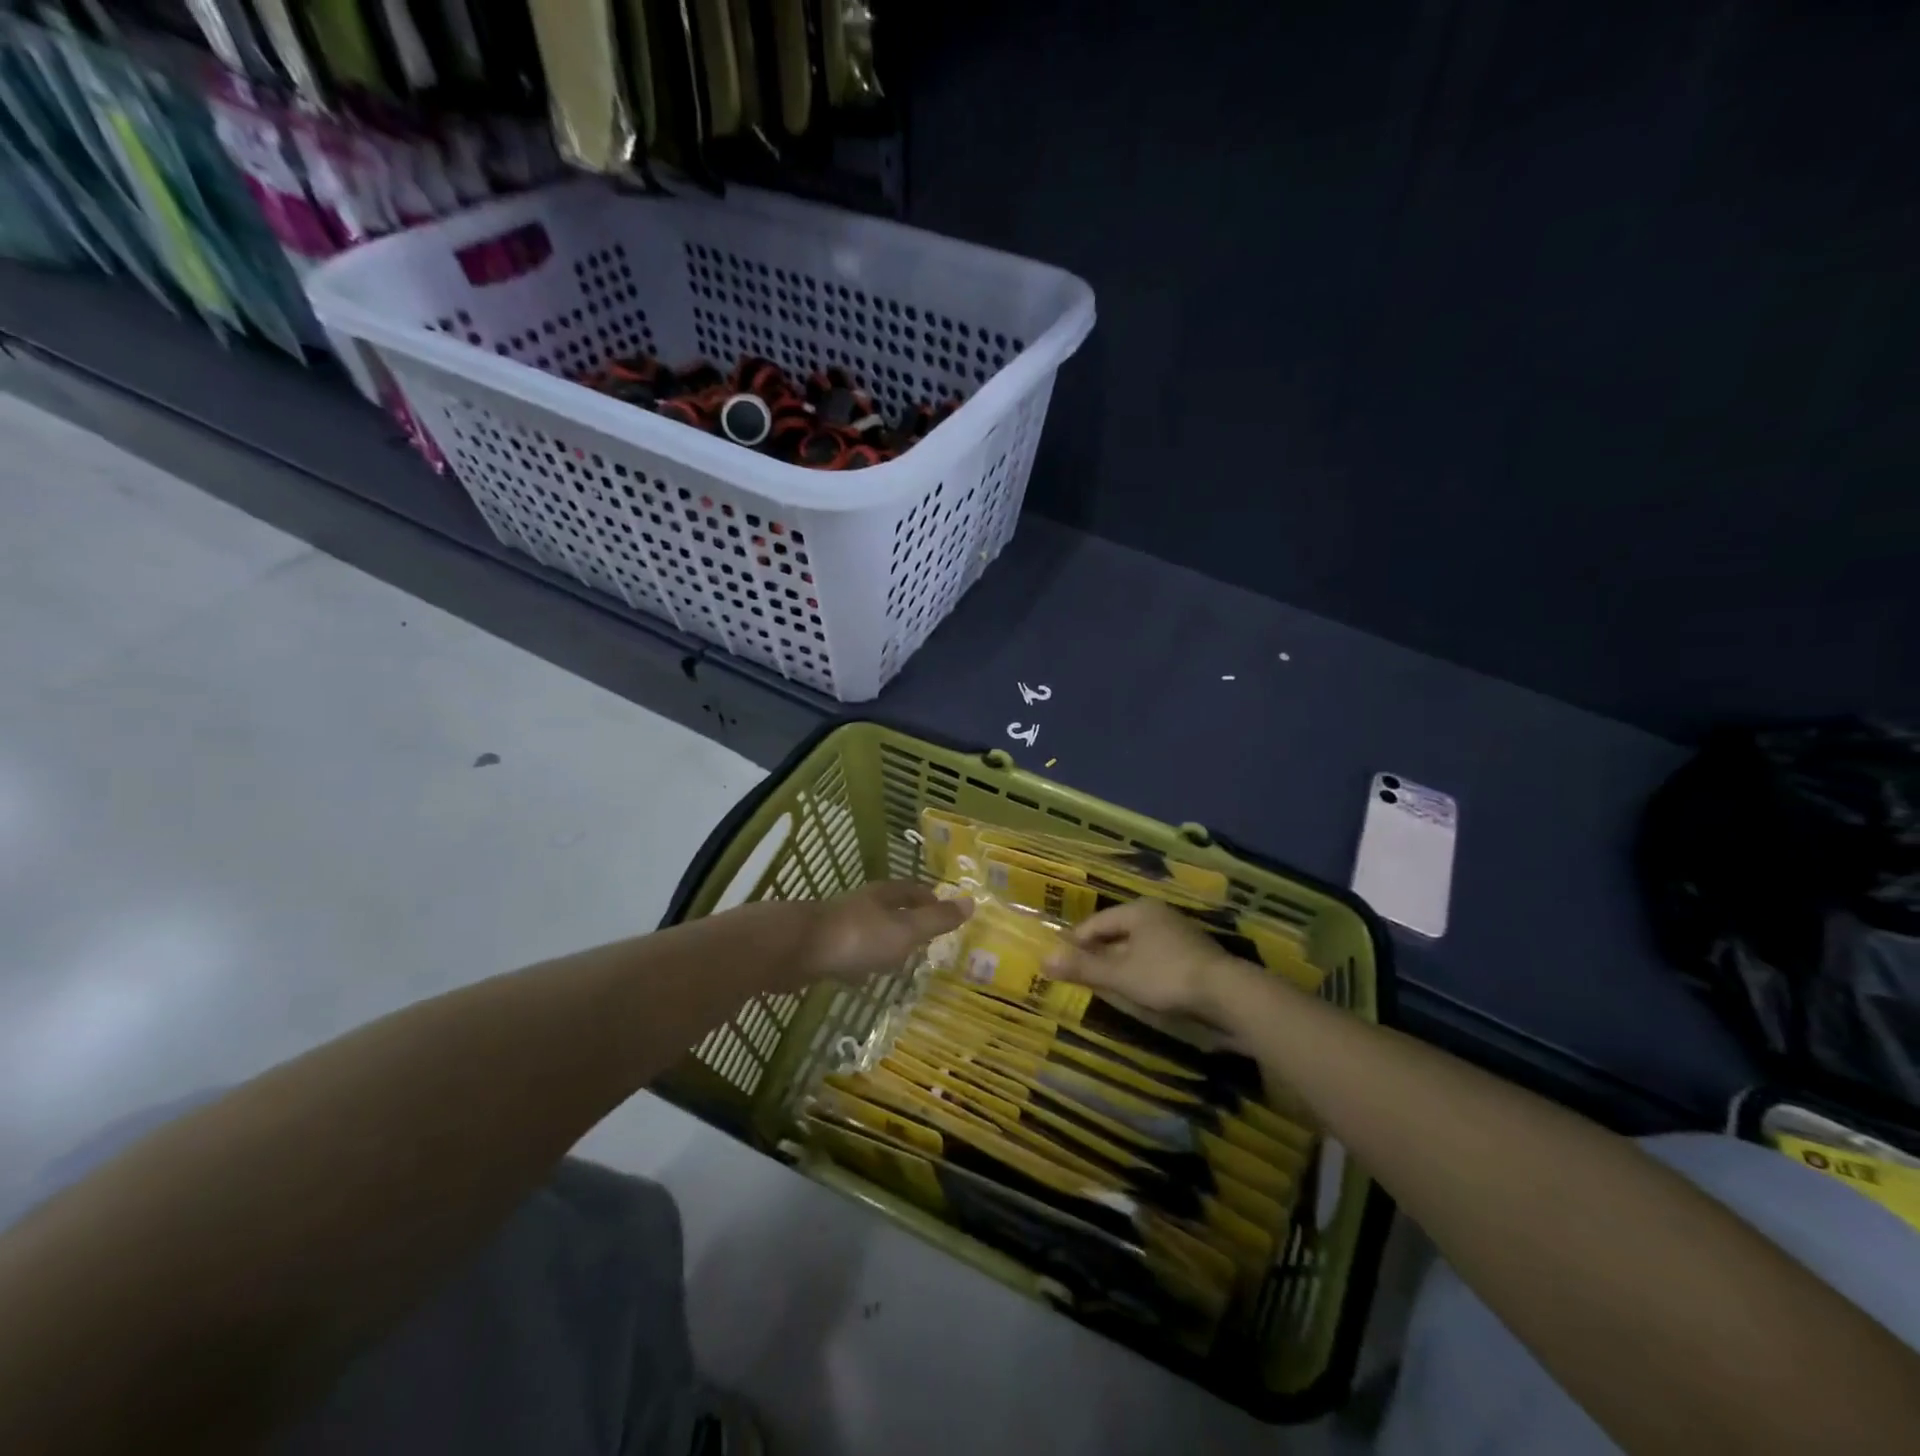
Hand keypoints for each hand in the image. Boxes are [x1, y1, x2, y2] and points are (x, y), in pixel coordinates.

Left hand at [795, 881, 971, 985]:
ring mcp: (838, 925)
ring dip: (883, 942)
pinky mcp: (820, 947)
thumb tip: (971, 901)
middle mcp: (861, 904)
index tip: (945, 911)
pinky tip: (861, 977)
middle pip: (890, 908)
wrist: (795, 949)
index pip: (914, 890)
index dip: (930, 899)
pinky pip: (848, 952)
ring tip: (897, 961)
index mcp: (884, 896)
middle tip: (925, 939)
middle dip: (907, 920)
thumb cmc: (857, 937)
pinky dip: (860, 961)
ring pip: (868, 930)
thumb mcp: (905, 930)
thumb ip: (936, 920)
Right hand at [1045, 899, 1248, 1020]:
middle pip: (1117, 932)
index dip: (1075, 943)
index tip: (1060, 962)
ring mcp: (1179, 933)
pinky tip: (1139, 989)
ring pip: (1137, 946)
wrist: (1228, 994)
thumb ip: (1084, 967)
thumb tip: (1044, 958)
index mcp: (1137, 910)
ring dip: (1120, 963)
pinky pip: (1155, 958)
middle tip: (1079, 974)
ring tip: (1105, 984)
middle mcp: (1158, 915)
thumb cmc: (1166, 977)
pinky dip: (1141, 970)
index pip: (1095, 923)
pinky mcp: (1194, 955)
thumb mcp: (1120, 975)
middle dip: (1098, 953)